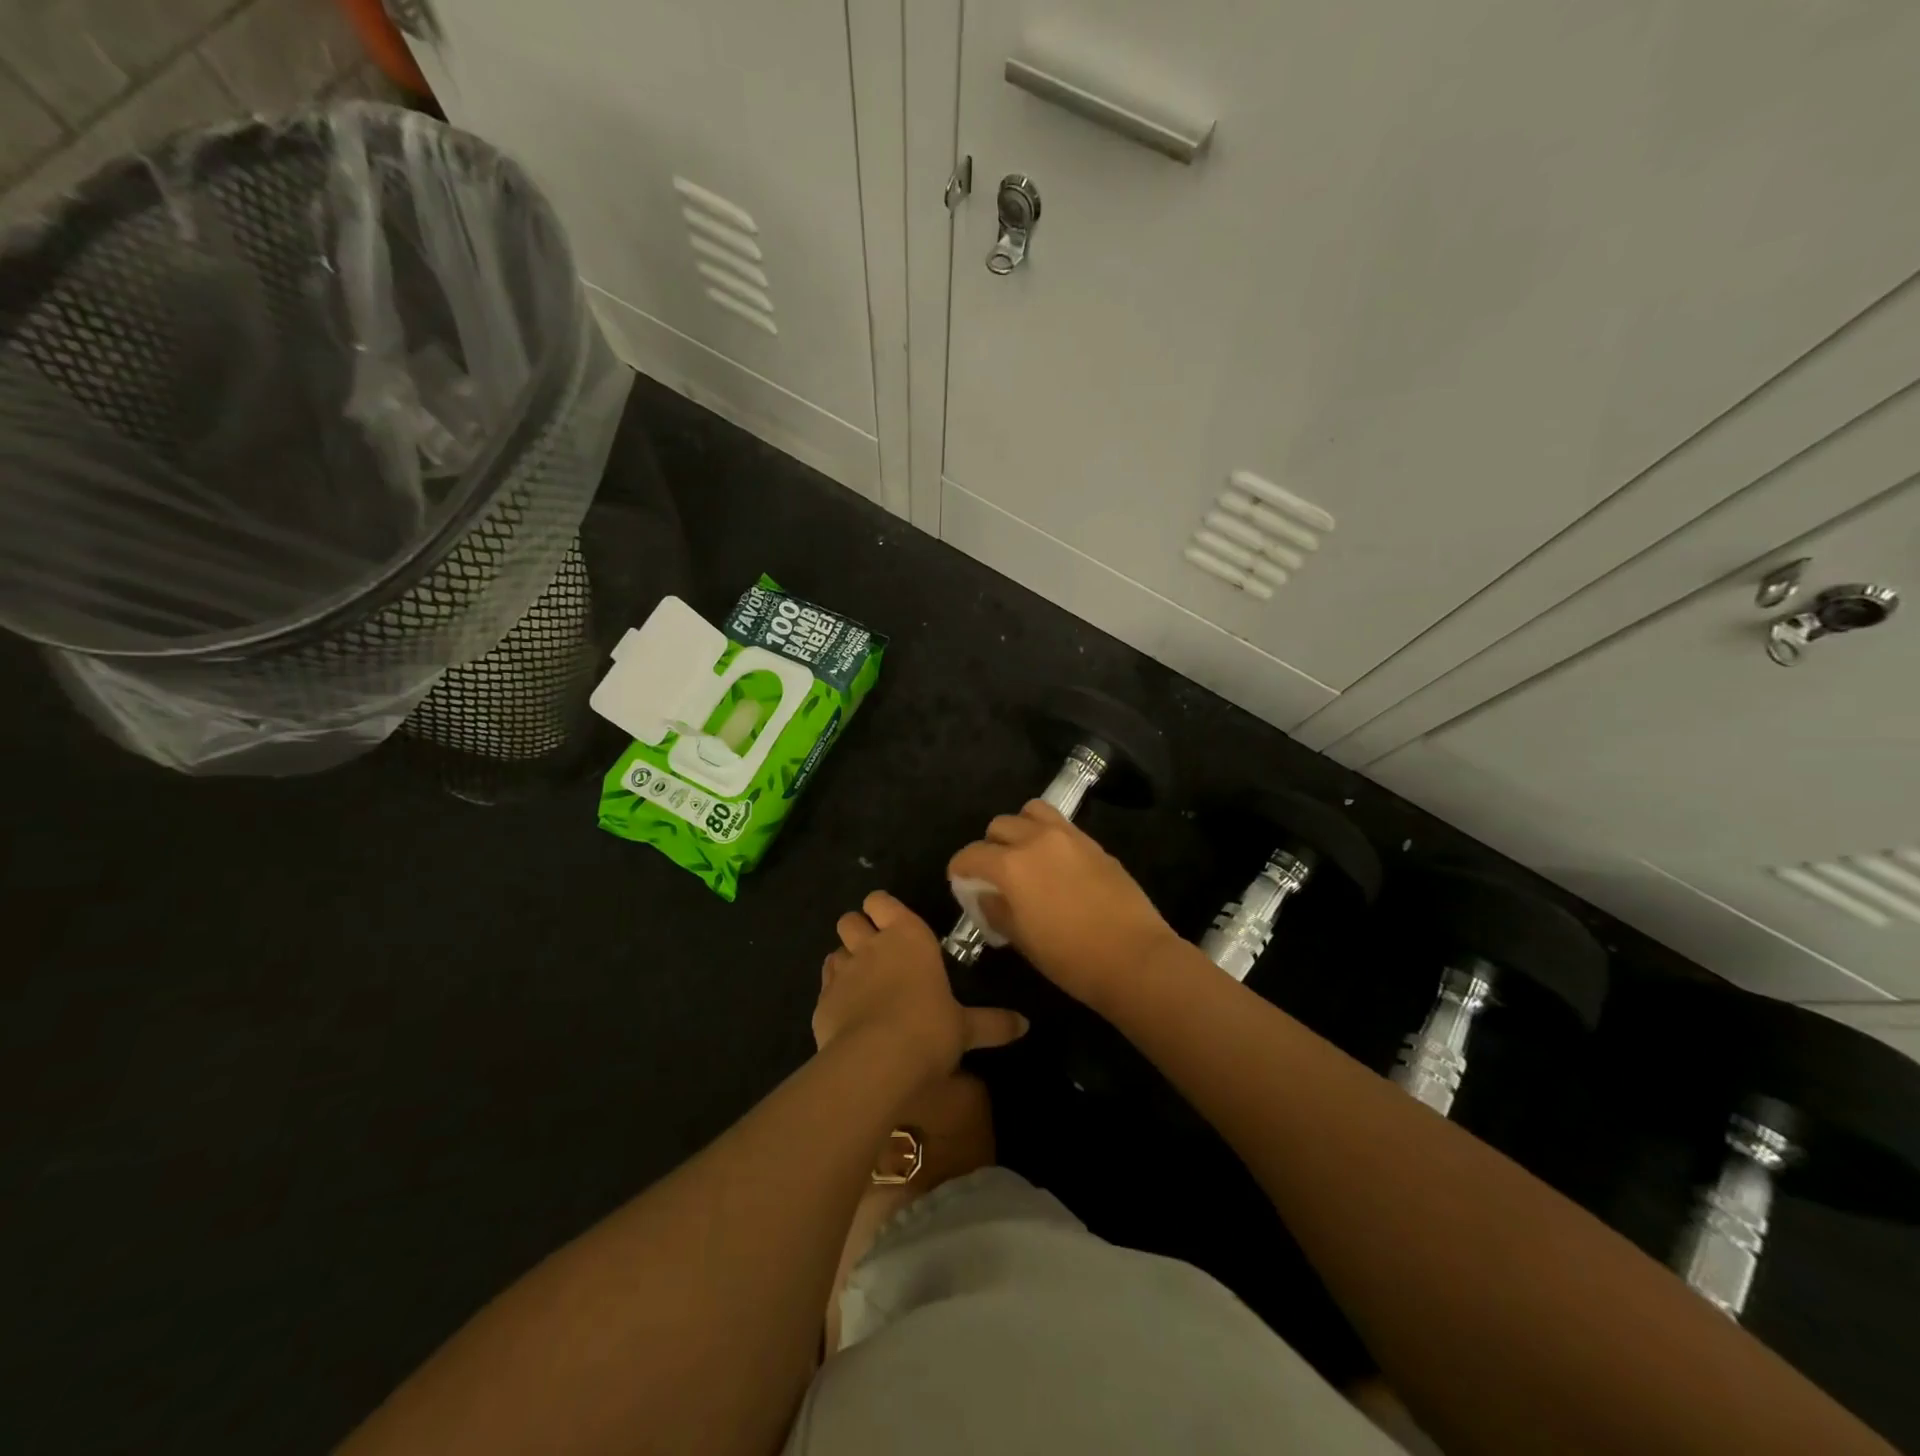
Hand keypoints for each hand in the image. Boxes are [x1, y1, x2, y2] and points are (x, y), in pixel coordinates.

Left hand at [814, 891, 1027, 1082]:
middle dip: (858, 931)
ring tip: (860, 984)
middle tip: (875, 953)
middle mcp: (871, 945)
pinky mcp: (821, 1000)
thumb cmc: (930, 1029)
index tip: (891, 924)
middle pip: (850, 920)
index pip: (881, 901)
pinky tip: (847, 1014)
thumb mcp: (966, 1028)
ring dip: (844, 961)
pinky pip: (824, 986)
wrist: (876, 1061)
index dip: (882, 909)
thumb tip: (1025, 1025)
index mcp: (908, 936)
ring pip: (833, 950)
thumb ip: (992, 1023)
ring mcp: (842, 971)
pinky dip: (833, 994)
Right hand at [947, 801, 1180, 1010]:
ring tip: (1024, 854)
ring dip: (1020, 828)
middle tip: (994, 873)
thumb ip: (996, 910)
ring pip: (1031, 811)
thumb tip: (986, 895)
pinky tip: (1054, 862)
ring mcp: (1068, 837)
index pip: (971, 854)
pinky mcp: (1093, 843)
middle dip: (989, 847)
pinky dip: (1047, 833)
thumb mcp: (1022, 940)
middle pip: (1000, 825)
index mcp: (1012, 865)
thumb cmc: (1071, 959)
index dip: (959, 868)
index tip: (960, 881)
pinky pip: (1060, 824)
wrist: (1135, 958)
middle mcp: (1036, 840)